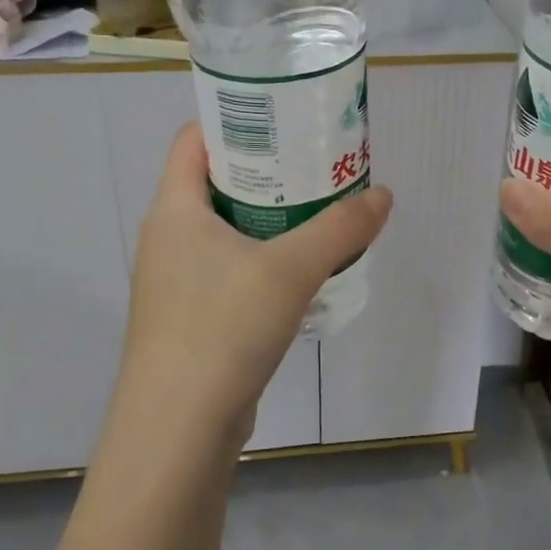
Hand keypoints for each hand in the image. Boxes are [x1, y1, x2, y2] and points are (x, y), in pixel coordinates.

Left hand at [112, 123, 392, 456]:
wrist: (177, 432)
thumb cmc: (222, 328)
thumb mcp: (290, 270)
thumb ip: (341, 228)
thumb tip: (383, 195)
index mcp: (175, 209)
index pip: (193, 139)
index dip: (235, 119)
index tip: (285, 117)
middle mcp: (167, 237)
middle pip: (215, 180)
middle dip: (267, 168)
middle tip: (317, 162)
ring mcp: (175, 280)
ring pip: (225, 228)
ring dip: (268, 217)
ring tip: (318, 210)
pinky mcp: (190, 317)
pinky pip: (229, 268)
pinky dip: (262, 258)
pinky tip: (301, 270)